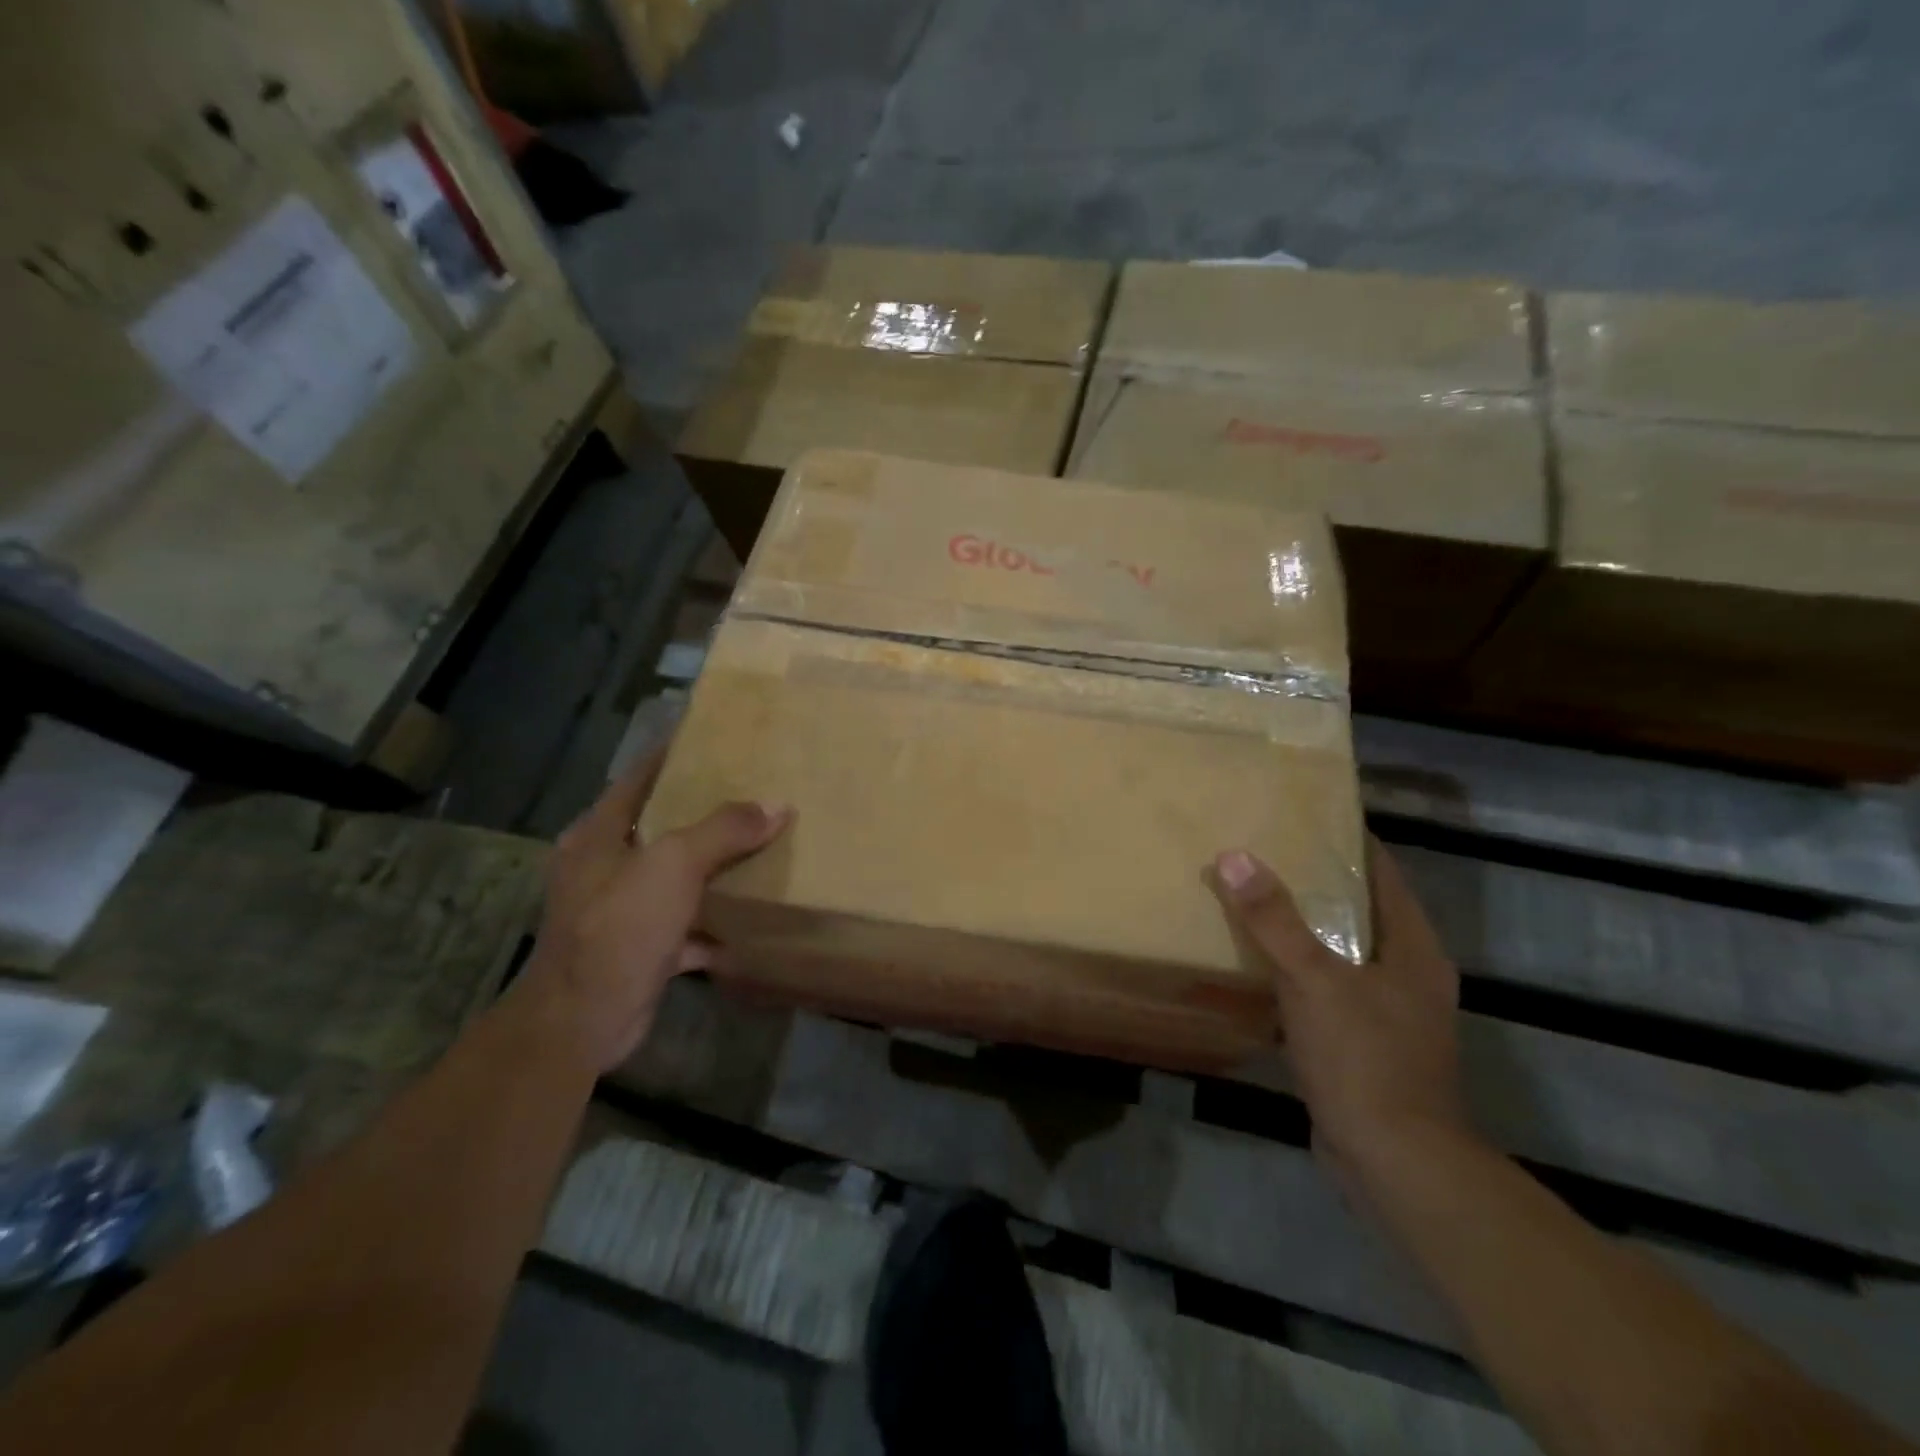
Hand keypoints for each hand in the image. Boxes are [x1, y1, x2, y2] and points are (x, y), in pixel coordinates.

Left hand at [521, 752, 791, 1071]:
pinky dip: (713, 922)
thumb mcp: (674, 865)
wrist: (583, 1020)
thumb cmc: (619, 927)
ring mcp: (620, 910)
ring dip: (711, 866)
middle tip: (750, 789)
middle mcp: (604, 867)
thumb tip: (777, 805)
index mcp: (598, 835)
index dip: (672, 755)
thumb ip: (724, 830)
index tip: (711, 737)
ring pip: (674, 876)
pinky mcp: (639, 948)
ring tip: (758, 843)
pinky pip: (685, 924)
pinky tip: (749, 916)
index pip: (638, 778)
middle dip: (702, 811)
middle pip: (660, 826)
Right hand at [1211, 839, 1471, 1180]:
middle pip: (1359, 910)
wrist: (1394, 1162)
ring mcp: (1389, 1011)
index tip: (1301, 815)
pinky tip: (1258, 965)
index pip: (1382, 873)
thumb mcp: (1314, 980)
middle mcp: (1408, 973)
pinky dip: (1297, 971)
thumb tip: (1234, 856)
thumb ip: (1274, 919)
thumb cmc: (1365, 1059)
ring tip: (1252, 899)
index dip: (1347, 841)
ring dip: (1303, 929)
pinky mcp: (1365, 1042)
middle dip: (1314, 882)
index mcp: (1412, 948)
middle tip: (1263, 852)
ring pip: (1340, 951)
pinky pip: (1327, 988)